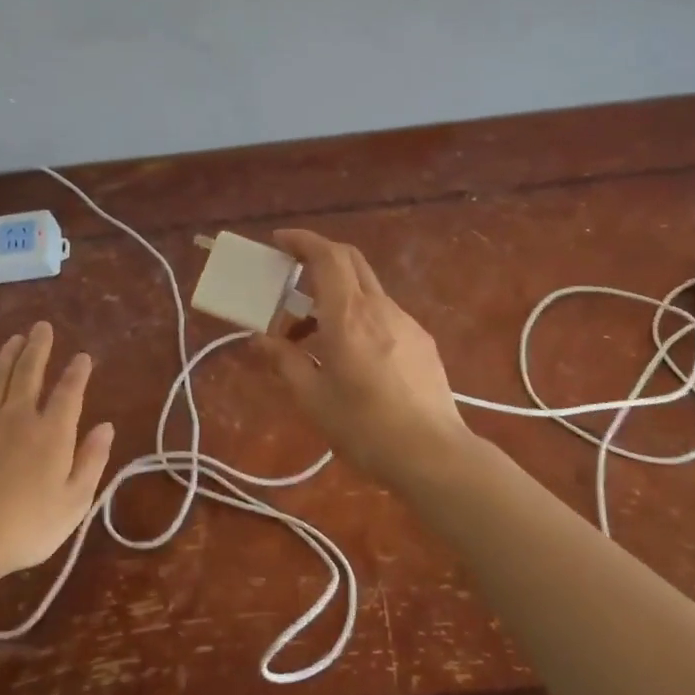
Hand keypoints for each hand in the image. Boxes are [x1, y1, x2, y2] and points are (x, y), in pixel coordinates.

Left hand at [0, 321, 115, 579]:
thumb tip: (106, 426)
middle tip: (41, 327)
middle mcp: (19, 418)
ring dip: (5, 358)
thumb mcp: (76, 500)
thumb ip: (92, 460)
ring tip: (12, 340)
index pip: (69, 391)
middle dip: (38, 348)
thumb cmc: (29, 525)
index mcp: (53, 432)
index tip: (83, 356)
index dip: (77, 372)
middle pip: (29, 374)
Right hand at [252, 230, 471, 486]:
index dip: (302, 241)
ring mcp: (406, 322)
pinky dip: (358, 315)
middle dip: (319, 256)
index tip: (280, 241)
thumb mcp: (314, 398)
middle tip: (291, 274)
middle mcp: (379, 308)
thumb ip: (285, 362)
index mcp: (348, 316)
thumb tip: (260, 339)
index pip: (327, 256)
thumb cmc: (365, 428)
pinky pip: (383, 313)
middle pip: (350, 260)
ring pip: (366, 289)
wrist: (433, 454)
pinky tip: (350, 353)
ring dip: (336, 294)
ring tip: (311, 333)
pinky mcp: (422, 341)